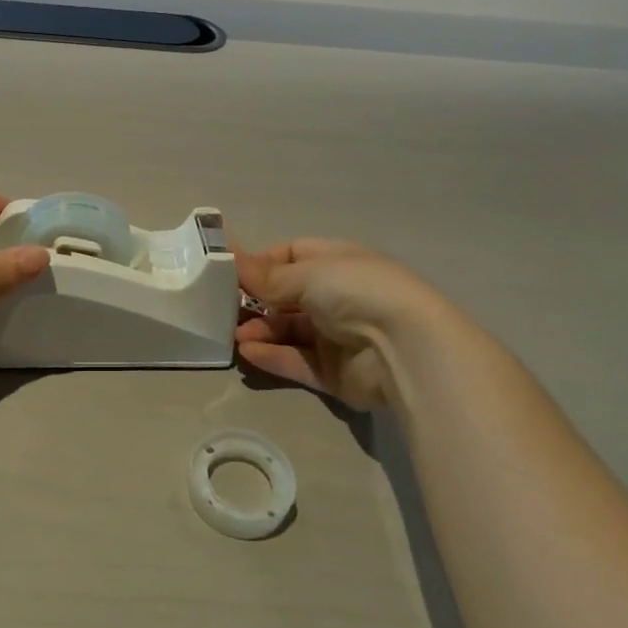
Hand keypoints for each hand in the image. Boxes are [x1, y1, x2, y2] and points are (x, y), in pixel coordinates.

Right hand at [236, 240, 436, 410]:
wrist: (404, 348)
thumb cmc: (356, 292)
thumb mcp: (307, 274)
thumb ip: (265, 275)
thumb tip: (229, 256)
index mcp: (336, 262)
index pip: (292, 256)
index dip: (262, 263)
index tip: (230, 272)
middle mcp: (336, 296)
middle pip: (286, 297)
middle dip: (255, 301)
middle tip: (222, 308)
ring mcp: (335, 336)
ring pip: (288, 331)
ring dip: (260, 331)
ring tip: (235, 336)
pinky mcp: (333, 372)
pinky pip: (296, 361)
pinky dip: (272, 357)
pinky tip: (248, 353)